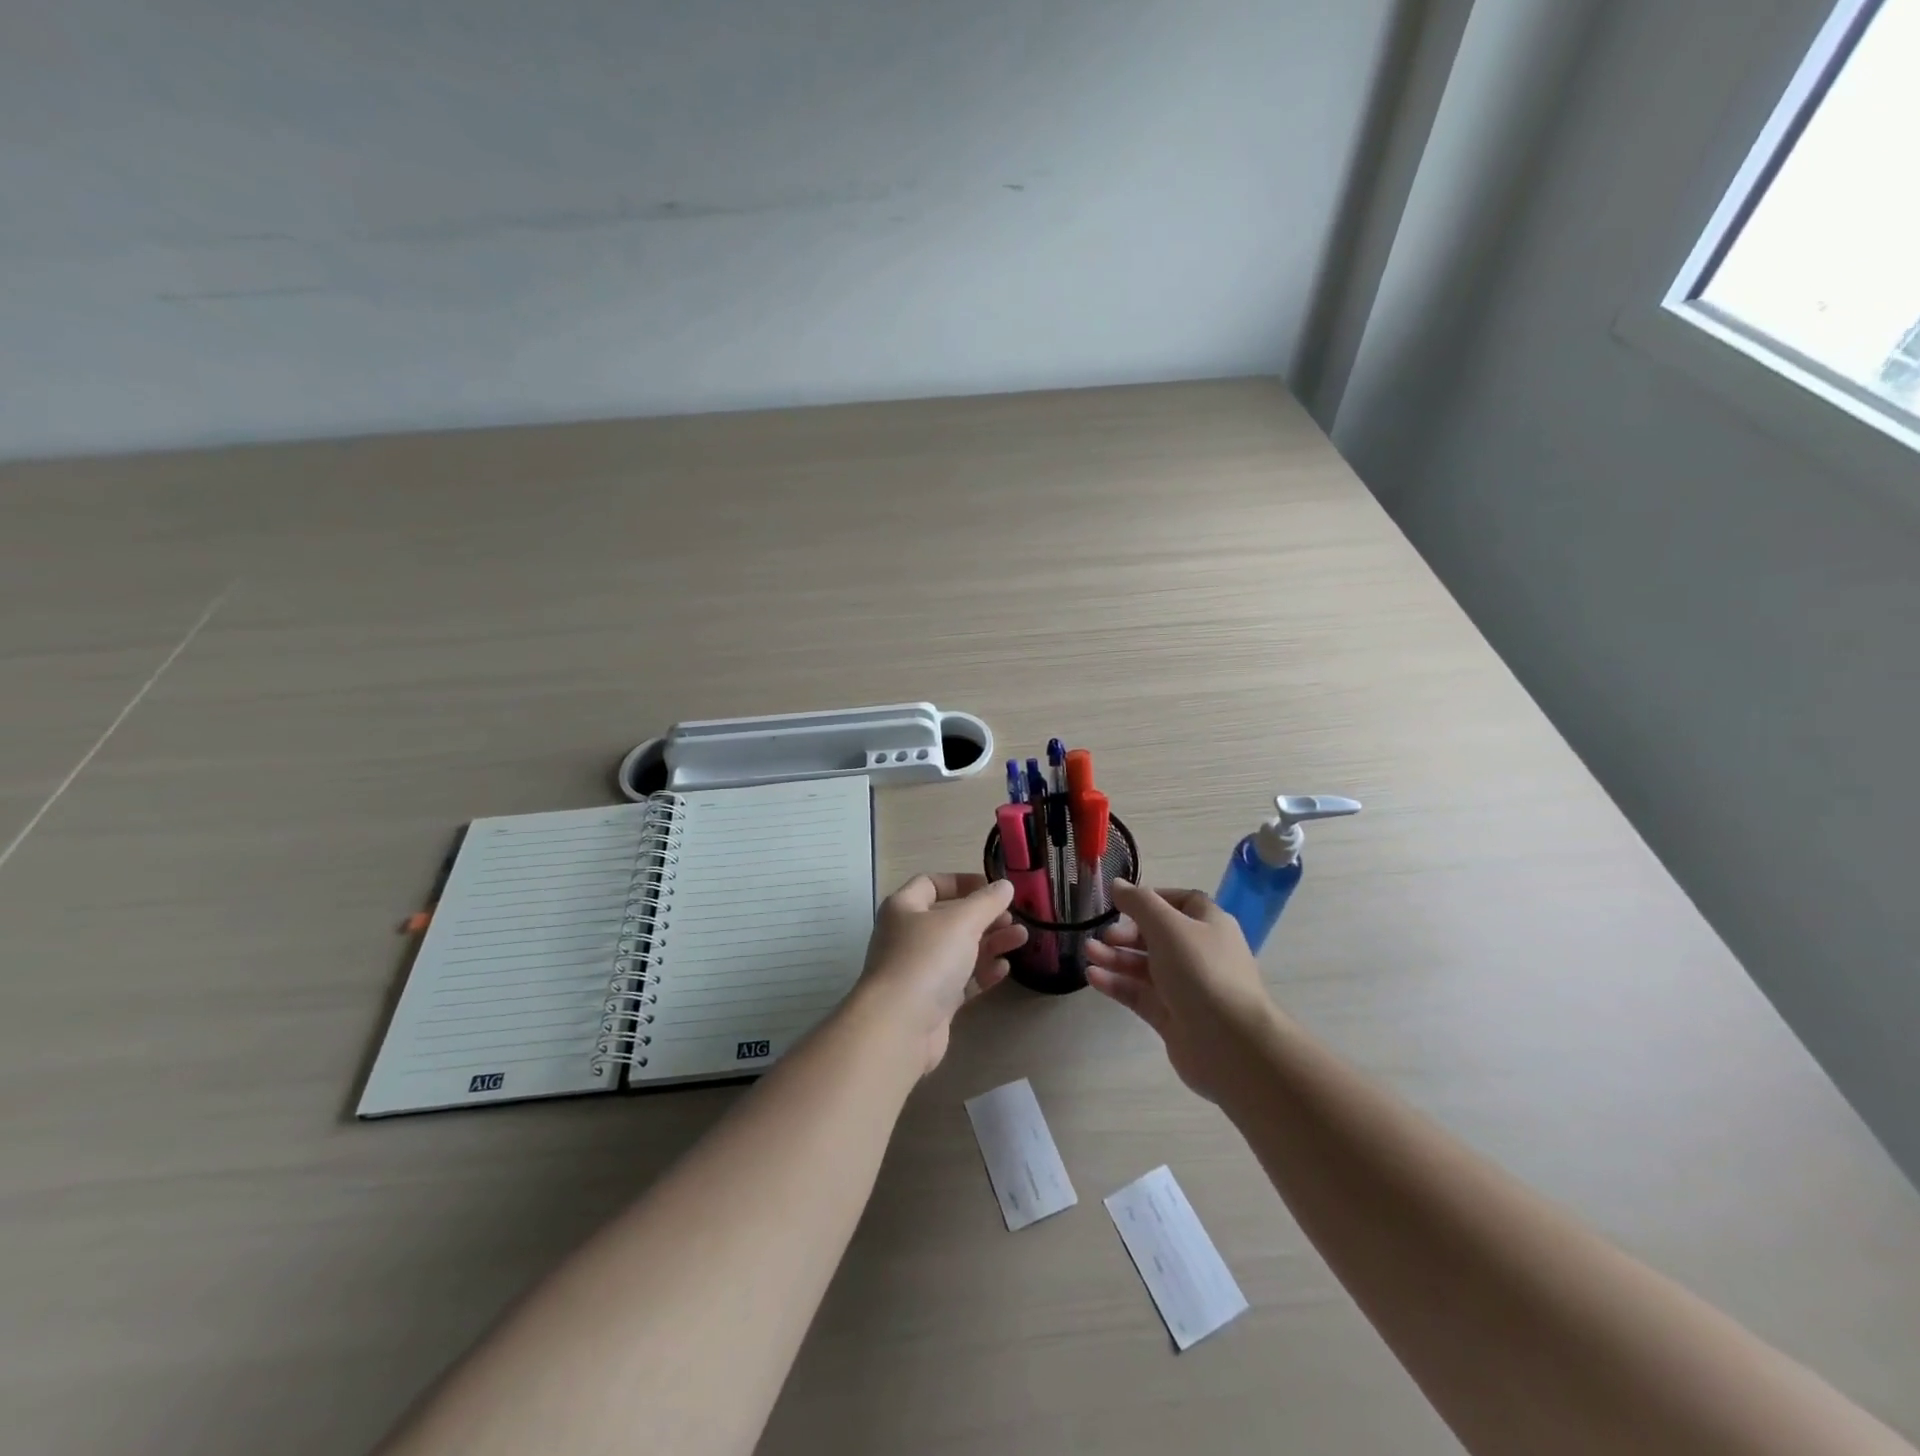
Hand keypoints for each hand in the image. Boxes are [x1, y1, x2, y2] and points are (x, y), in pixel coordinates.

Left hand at [854, 874, 1027, 1074]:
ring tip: (1021, 940)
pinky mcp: (931, 1002)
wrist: (899, 1027)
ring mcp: (918, 971)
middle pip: (950, 919)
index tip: (993, 889)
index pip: (931, 883)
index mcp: (904, 908)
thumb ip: (987, 902)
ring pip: (958, 950)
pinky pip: (960, 981)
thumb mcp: (962, 922)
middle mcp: (907, 936)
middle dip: (984, 917)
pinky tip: (1003, 970)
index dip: (963, 882)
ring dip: (989, 943)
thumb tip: (1005, 885)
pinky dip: (981, 973)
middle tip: (1013, 919)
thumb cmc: (927, 960)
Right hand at [1083, 881, 1280, 1100]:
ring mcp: (1186, 987)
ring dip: (1116, 957)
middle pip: (1157, 935)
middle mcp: (1199, 953)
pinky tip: (1093, 976)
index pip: (1180, 902)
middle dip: (1127, 933)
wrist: (1230, 1044)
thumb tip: (1117, 884)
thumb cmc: (1201, 971)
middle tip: (1104, 935)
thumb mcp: (1167, 926)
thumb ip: (1139, 902)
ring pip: (1145, 966)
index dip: (1151, 899)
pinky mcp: (1172, 1016)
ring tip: (1088, 952)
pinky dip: (1117, 984)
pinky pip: (1139, 994)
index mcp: (1209, 925)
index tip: (1121, 903)